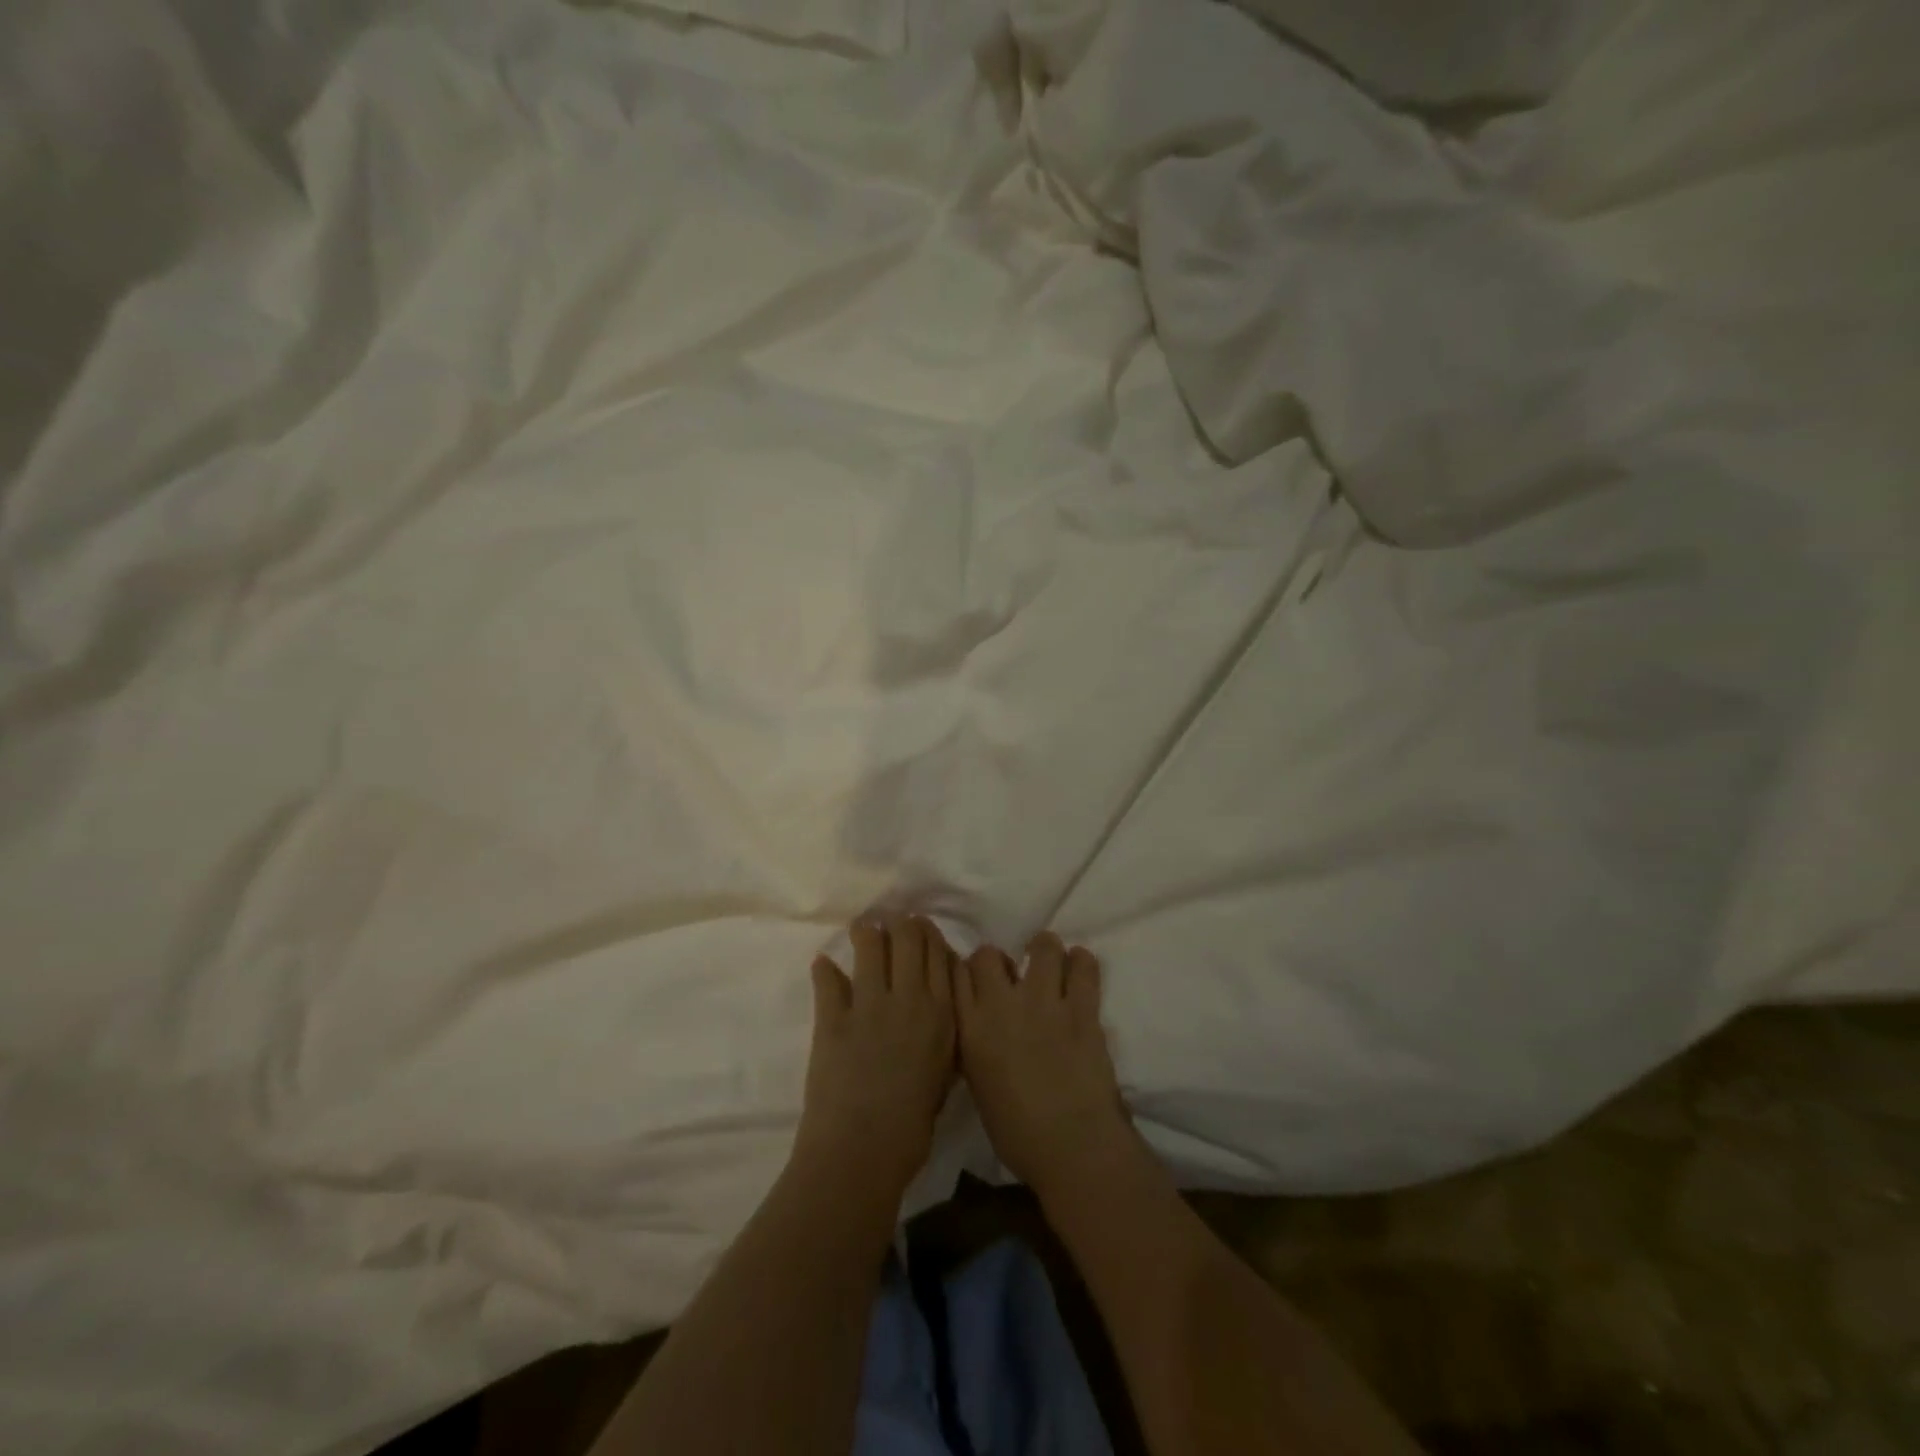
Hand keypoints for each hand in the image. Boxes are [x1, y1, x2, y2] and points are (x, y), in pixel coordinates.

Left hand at [796, 915, 957, 1195]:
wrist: (862, 1152)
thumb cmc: (912, 1126)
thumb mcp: (944, 1074)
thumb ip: (943, 1032)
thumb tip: (936, 1003)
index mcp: (942, 1013)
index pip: (939, 952)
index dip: (928, 935)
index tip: (920, 931)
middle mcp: (910, 998)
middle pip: (909, 936)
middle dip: (901, 925)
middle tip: (893, 928)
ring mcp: (869, 1005)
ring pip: (870, 944)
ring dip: (866, 933)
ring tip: (862, 932)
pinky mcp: (832, 1017)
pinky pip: (828, 978)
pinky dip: (824, 970)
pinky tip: (823, 966)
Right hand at [956, 932, 1130, 1194]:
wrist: (1072, 1146)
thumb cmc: (1018, 1133)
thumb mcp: (978, 1084)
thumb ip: (977, 1044)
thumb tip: (983, 1025)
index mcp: (970, 1029)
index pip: (955, 974)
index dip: (966, 973)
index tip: (976, 981)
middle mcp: (1000, 1005)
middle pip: (989, 954)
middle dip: (998, 961)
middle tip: (1012, 978)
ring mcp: (1043, 1002)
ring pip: (1042, 946)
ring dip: (1045, 951)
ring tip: (1050, 963)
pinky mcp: (1081, 1007)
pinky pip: (1083, 966)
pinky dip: (1082, 962)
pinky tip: (1079, 969)